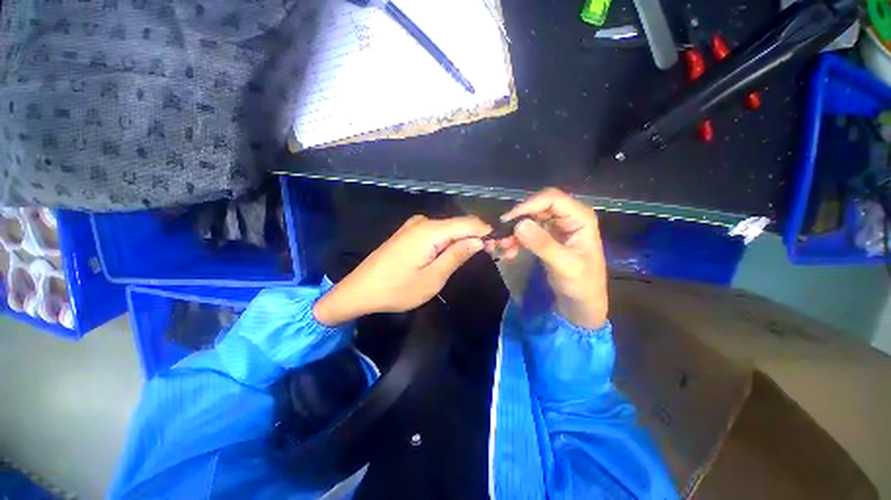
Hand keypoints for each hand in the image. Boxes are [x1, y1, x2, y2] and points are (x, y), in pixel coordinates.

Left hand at [313, 215, 490, 325]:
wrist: (360, 290)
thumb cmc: (396, 289)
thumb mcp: (432, 279)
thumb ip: (456, 256)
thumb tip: (478, 241)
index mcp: (430, 230)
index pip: (469, 223)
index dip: (487, 232)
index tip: (502, 245)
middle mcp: (424, 221)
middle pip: (459, 224)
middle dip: (478, 236)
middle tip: (495, 252)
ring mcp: (415, 226)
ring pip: (449, 229)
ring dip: (465, 239)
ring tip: (478, 254)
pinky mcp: (410, 233)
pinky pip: (437, 233)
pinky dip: (450, 241)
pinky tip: (455, 252)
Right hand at [488, 188, 607, 328]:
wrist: (582, 303)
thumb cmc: (581, 285)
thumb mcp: (564, 265)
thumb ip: (543, 244)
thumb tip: (518, 224)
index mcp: (580, 217)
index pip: (551, 199)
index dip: (528, 205)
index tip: (507, 221)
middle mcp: (568, 217)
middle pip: (537, 207)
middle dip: (517, 220)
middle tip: (500, 236)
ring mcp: (556, 226)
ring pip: (529, 219)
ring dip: (513, 231)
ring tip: (502, 247)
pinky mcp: (546, 237)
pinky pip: (526, 231)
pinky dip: (515, 239)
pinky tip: (508, 251)